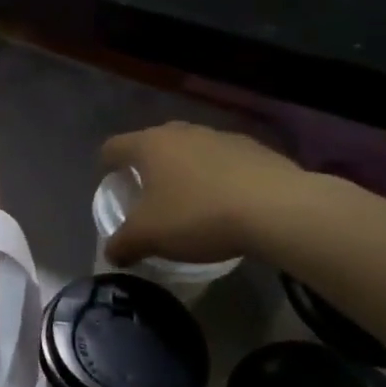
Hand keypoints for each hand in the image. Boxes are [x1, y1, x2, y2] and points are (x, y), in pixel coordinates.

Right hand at [99, 123, 308, 265]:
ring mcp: (220, 137)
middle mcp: (180, 132)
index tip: (110, 184)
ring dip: (186, 169)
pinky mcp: (255, 148)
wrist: (279, 210)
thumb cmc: (199, 216)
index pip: (113, 147)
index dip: (106, 165)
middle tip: (150, 193)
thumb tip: (110, 254)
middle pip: (153, 143)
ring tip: (192, 199)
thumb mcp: (150, 237)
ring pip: (191, 149)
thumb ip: (123, 244)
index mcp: (148, 145)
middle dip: (148, 165)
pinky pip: (225, 160)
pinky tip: (229, 202)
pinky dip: (220, 175)